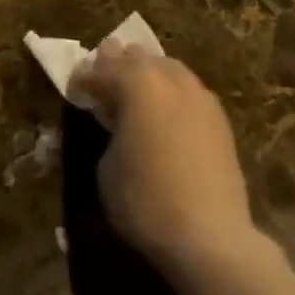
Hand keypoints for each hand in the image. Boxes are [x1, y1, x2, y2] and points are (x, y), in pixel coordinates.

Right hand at [68, 46, 258, 281]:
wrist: (211, 236)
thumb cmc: (146, 201)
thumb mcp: (107, 167)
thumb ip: (110, 131)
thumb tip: (119, 125)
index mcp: (136, 82)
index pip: (100, 70)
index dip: (82, 80)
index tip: (74, 89)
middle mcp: (169, 77)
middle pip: (137, 58)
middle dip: (117, 65)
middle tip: (103, 81)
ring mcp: (199, 94)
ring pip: (166, 68)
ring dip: (147, 75)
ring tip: (136, 94)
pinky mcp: (219, 117)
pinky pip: (187, 91)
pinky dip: (171, 94)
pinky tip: (166, 115)